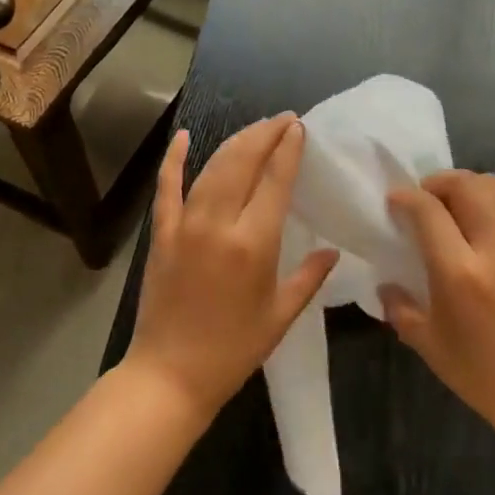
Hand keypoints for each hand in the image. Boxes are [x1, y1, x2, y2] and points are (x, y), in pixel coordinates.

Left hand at [125, 115, 339, 420]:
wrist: (170, 374)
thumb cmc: (233, 350)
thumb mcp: (280, 315)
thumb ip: (309, 277)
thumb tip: (332, 250)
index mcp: (254, 243)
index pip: (275, 180)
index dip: (288, 149)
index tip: (298, 127)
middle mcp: (219, 224)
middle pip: (243, 162)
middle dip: (264, 134)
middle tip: (282, 120)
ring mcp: (185, 225)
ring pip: (212, 168)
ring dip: (235, 142)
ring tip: (255, 128)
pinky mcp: (162, 234)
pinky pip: (167, 188)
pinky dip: (174, 160)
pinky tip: (184, 137)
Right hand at [382, 170, 494, 461]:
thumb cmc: (490, 381)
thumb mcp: (434, 351)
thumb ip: (403, 311)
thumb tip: (386, 286)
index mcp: (459, 273)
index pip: (428, 210)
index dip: (406, 197)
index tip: (394, 201)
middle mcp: (494, 248)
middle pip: (465, 185)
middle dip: (437, 182)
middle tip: (423, 199)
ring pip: (494, 189)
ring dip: (466, 186)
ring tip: (452, 206)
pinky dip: (490, 204)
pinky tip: (480, 228)